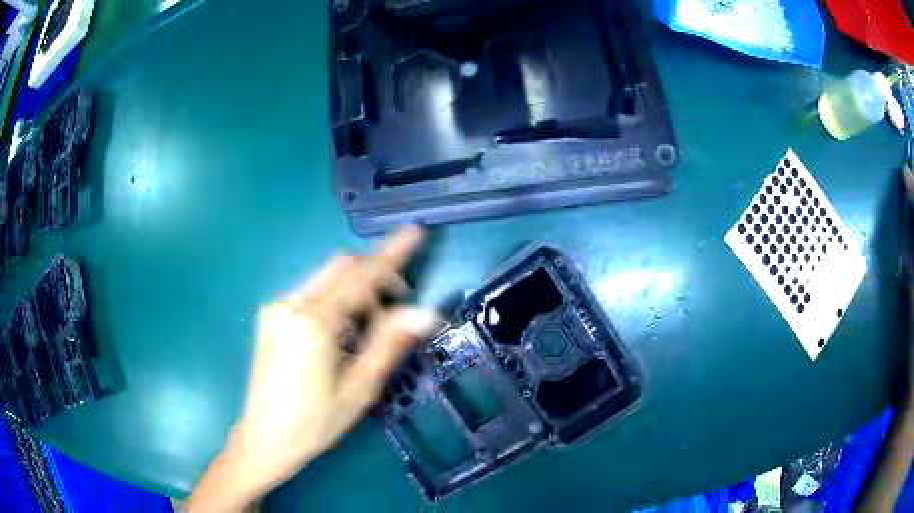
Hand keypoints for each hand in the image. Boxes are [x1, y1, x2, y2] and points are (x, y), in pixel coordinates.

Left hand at [188, 226, 438, 511]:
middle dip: (374, 275)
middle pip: (341, 268)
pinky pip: (310, 292)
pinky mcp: (270, 315)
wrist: (264, 438)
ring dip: (354, 290)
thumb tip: (424, 312)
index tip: (414, 233)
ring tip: (369, 327)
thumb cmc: (314, 422)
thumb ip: (388, 343)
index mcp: (313, 322)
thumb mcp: (358, 388)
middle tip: (398, 304)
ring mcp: (276, 307)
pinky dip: (335, 299)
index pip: (360, 275)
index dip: (391, 254)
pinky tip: (341, 331)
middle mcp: (290, 304)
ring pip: (326, 278)